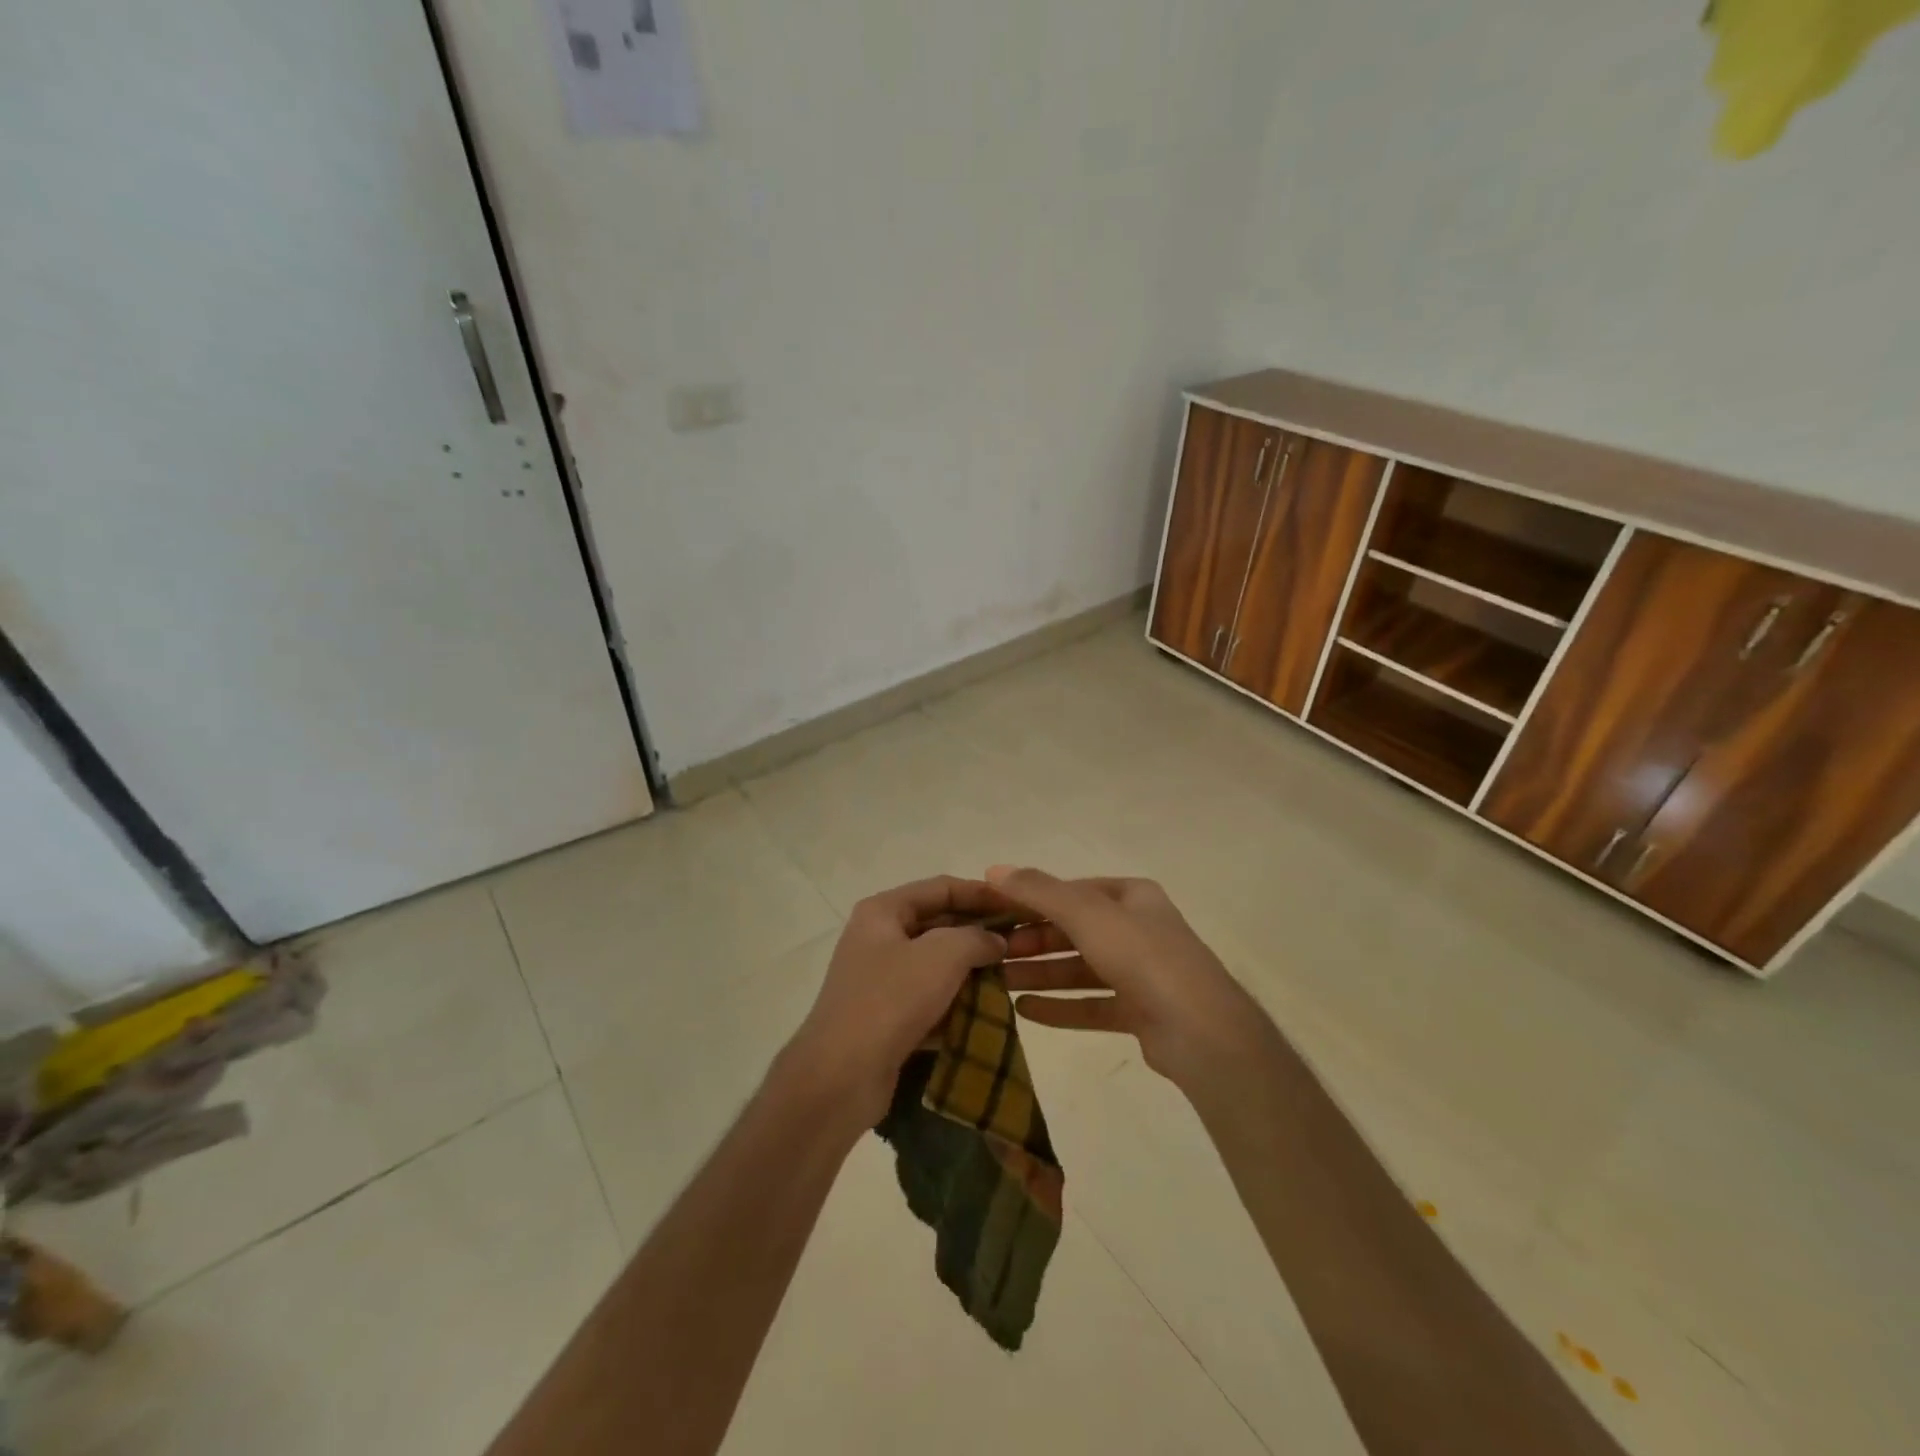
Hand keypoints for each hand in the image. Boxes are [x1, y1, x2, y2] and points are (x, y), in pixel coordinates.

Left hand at [782, 876, 1012, 1126]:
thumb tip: (995, 940)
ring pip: (937, 965)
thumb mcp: (942, 956)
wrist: (840, 1077)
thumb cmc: (890, 1000)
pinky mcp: (887, 1018)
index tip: (1020, 904)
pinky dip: (956, 1003)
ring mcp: (880, 980)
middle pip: (939, 925)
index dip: (983, 893)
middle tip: (1023, 942)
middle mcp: (879, 939)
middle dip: (980, 934)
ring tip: (1013, 976)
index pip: (942, 888)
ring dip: (972, 971)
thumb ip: (976, 938)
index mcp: (884, 912)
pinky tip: (987, 1012)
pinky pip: (930, 1000)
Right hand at [986, 866, 1272, 1095]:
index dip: (1031, 899)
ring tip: (998, 982)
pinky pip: (1091, 1004)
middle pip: (1074, 931)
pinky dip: (1060, 1007)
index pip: (1071, 891)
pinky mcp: (1140, 1012)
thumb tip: (994, 869)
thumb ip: (1039, 891)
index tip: (993, 912)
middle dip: (1032, 941)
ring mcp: (1141, 973)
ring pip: (1080, 969)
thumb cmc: (1142, 957)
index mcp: (1131, 897)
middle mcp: (1137, 929)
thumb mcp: (1086, 913)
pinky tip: (1024, 1011)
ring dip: (1040, 974)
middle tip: (991, 953)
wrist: (1202, 1031)